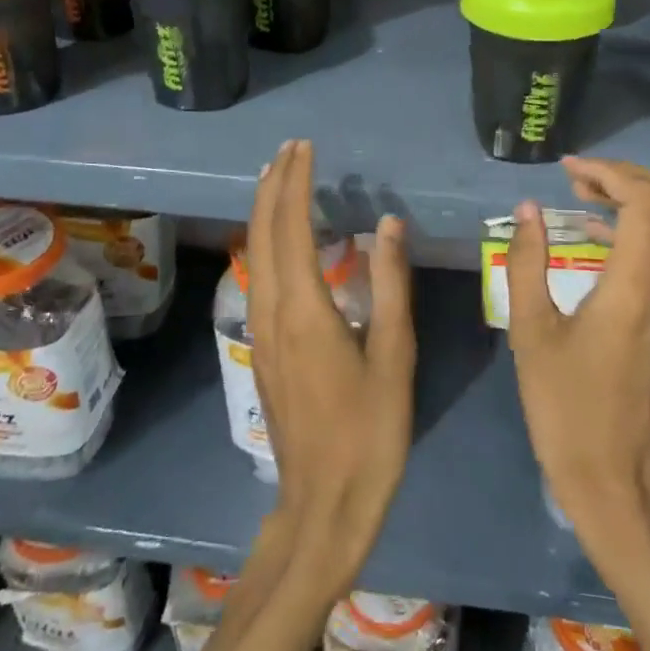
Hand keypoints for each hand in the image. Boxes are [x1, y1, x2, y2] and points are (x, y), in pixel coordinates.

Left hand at [245, 140, 415, 600]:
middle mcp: (272, 309)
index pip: (293, 226)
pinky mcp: (262, 346)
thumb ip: (391, 284)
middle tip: (291, 149)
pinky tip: (279, 237)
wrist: (324, 502)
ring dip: (265, 209)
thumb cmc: (370, 431)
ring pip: (254, 252)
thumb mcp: (395, 355)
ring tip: (278, 177)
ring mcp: (260, 329)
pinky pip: (257, 273)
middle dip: (273, 184)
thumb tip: (388, 223)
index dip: (296, 183)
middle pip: (263, 231)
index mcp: (305, 308)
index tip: (305, 148)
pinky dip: (265, 240)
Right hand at [505, 158, 649, 571]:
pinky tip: (594, 235)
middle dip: (627, 176)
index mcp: (635, 287)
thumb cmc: (566, 409)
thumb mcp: (531, 333)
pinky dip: (636, 229)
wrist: (616, 482)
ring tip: (580, 194)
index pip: (645, 201)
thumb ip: (527, 264)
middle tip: (578, 176)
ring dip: (633, 200)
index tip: (567, 169)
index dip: (608, 172)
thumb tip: (528, 210)